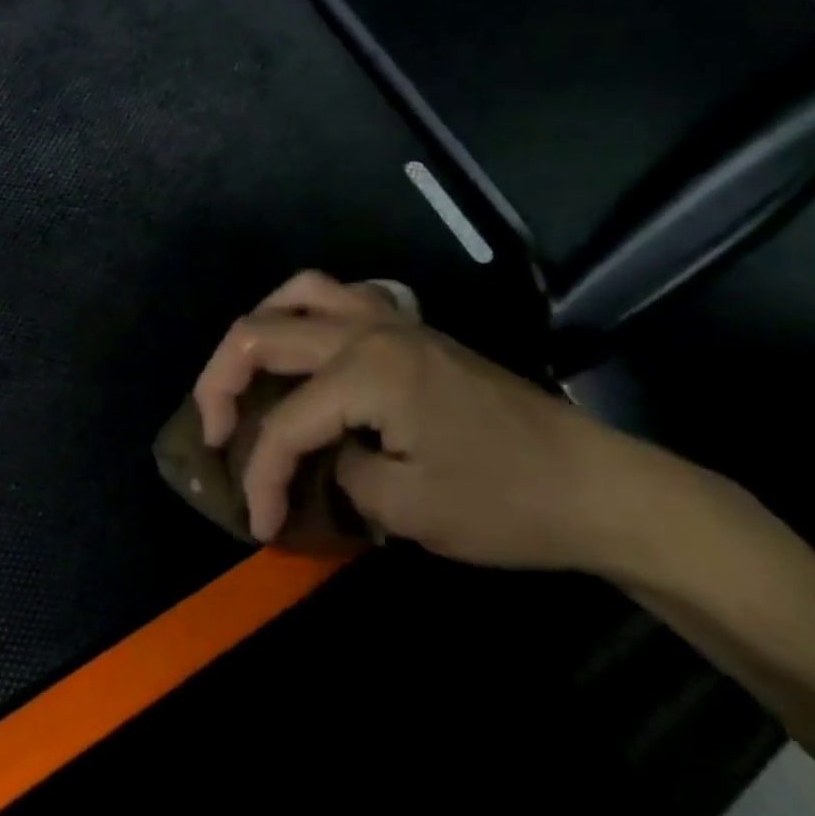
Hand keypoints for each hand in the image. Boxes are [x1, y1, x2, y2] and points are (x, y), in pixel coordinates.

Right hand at [193, 271, 629, 569]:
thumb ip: (335, 474)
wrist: (600, 486)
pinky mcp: (410, 328)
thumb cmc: (507, 503)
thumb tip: (312, 458)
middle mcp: (367, 330)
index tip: (258, 523)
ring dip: (256, 329)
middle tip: (214, 434)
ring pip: (296, 293)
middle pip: (260, 335)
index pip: (284, 424)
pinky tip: (304, 348)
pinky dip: (303, 312)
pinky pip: (339, 296)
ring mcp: (391, 320)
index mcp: (365, 373)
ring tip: (244, 373)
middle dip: (221, 387)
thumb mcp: (408, 510)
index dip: (259, 475)